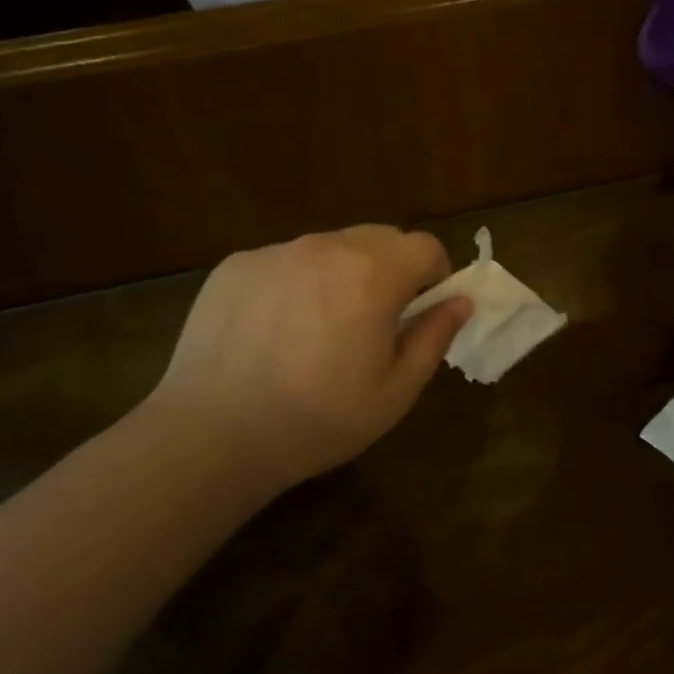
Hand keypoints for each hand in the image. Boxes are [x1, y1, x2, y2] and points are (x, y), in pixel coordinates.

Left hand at [148, 226, 472, 490]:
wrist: (212, 435)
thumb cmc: (317, 420)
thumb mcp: (395, 392)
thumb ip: (434, 337)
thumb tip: (460, 301)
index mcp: (374, 274)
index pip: (426, 247)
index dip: (435, 276)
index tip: (420, 311)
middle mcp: (327, 247)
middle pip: (380, 238)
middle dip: (391, 270)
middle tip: (373, 321)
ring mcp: (277, 251)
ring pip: (330, 247)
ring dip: (341, 273)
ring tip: (318, 328)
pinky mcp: (237, 264)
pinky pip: (285, 261)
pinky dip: (295, 282)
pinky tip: (273, 330)